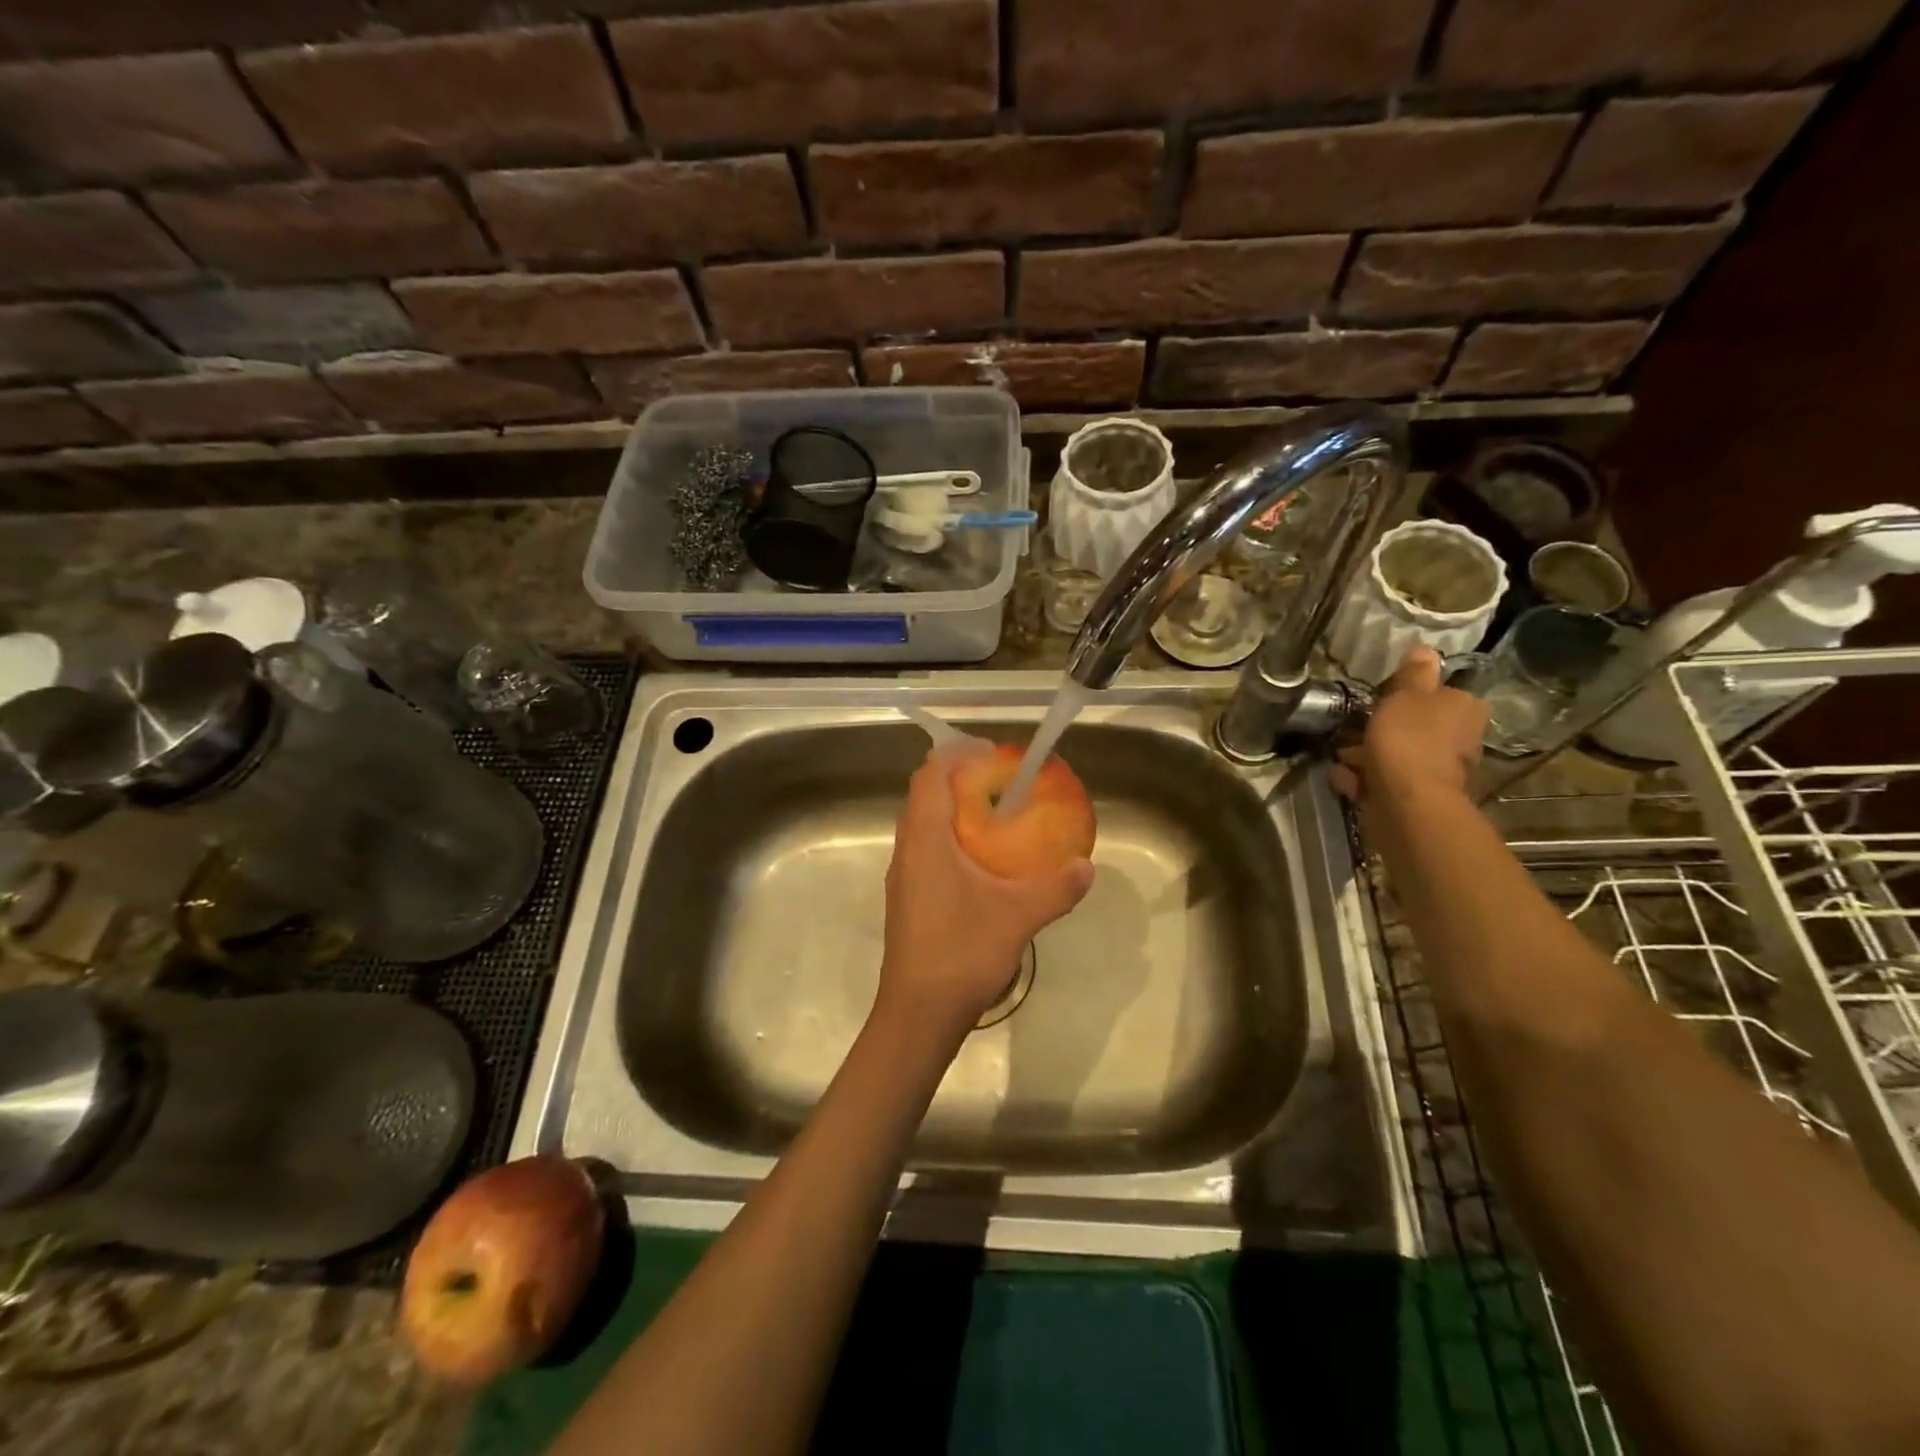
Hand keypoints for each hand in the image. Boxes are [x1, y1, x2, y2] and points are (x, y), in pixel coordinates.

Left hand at [876, 748, 1094, 1044]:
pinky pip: (926, 849)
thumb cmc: (962, 953)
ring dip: (953, 810)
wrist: (918, 1013)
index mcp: (925, 839)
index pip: (929, 775)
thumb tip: (1087, 866)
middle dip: (958, 779)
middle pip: (924, 795)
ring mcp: (903, 876)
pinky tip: (983, 862)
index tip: (991, 752)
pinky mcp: (908, 898)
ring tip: (996, 816)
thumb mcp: (1019, 916)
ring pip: (923, 824)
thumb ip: (1056, 887)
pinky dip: (951, 839)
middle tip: (1001, 782)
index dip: (956, 754)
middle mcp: (907, 850)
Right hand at [1330, 647, 1486, 806]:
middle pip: (1417, 725)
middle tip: (1353, 726)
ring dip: (1368, 753)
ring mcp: (1438, 770)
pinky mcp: (1416, 796)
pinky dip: (1364, 777)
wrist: (1408, 802)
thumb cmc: (1409, 739)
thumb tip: (1425, 648)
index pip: (1441, 693)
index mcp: (1464, 709)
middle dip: (1384, 727)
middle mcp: (1460, 739)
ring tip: (1340, 755)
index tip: (1381, 697)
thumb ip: (1414, 673)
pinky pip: (1385, 778)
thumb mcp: (1407, 695)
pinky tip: (1343, 777)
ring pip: (1398, 753)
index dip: (1409, 694)